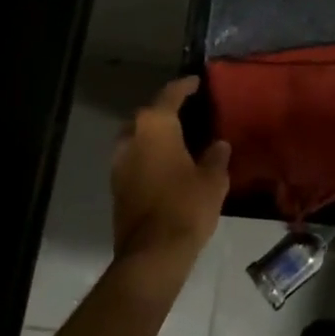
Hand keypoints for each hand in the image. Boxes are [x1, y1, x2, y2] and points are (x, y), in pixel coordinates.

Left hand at [110, 77, 230, 292]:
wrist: (152, 253)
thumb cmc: (186, 206)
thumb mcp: (212, 179)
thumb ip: (216, 157)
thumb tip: (219, 145)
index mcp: (155, 126)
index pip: (170, 95)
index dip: (185, 86)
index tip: (196, 82)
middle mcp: (131, 136)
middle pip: (149, 114)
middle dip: (166, 111)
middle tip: (188, 112)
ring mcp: (119, 162)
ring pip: (137, 137)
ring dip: (154, 135)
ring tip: (178, 138)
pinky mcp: (116, 185)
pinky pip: (134, 158)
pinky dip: (148, 155)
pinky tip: (166, 164)